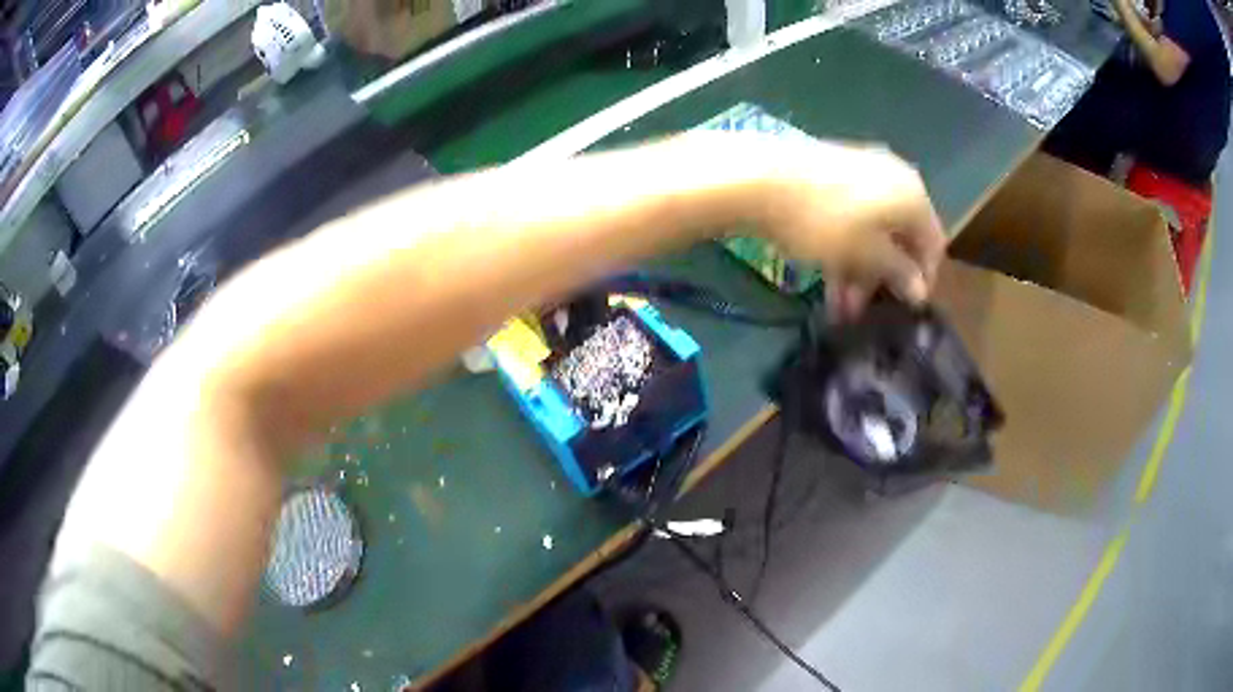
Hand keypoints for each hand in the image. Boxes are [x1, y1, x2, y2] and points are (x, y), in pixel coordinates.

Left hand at [761, 141, 945, 320]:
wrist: (760, 178)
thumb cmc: (825, 222)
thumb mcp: (867, 255)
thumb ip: (898, 273)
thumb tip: (921, 291)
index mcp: (913, 195)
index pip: (932, 244)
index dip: (922, 279)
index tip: (904, 309)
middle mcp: (894, 178)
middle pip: (898, 238)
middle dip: (880, 280)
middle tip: (859, 313)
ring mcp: (861, 173)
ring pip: (871, 231)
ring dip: (858, 271)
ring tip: (838, 307)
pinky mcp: (831, 175)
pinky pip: (850, 218)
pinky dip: (844, 248)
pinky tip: (827, 279)